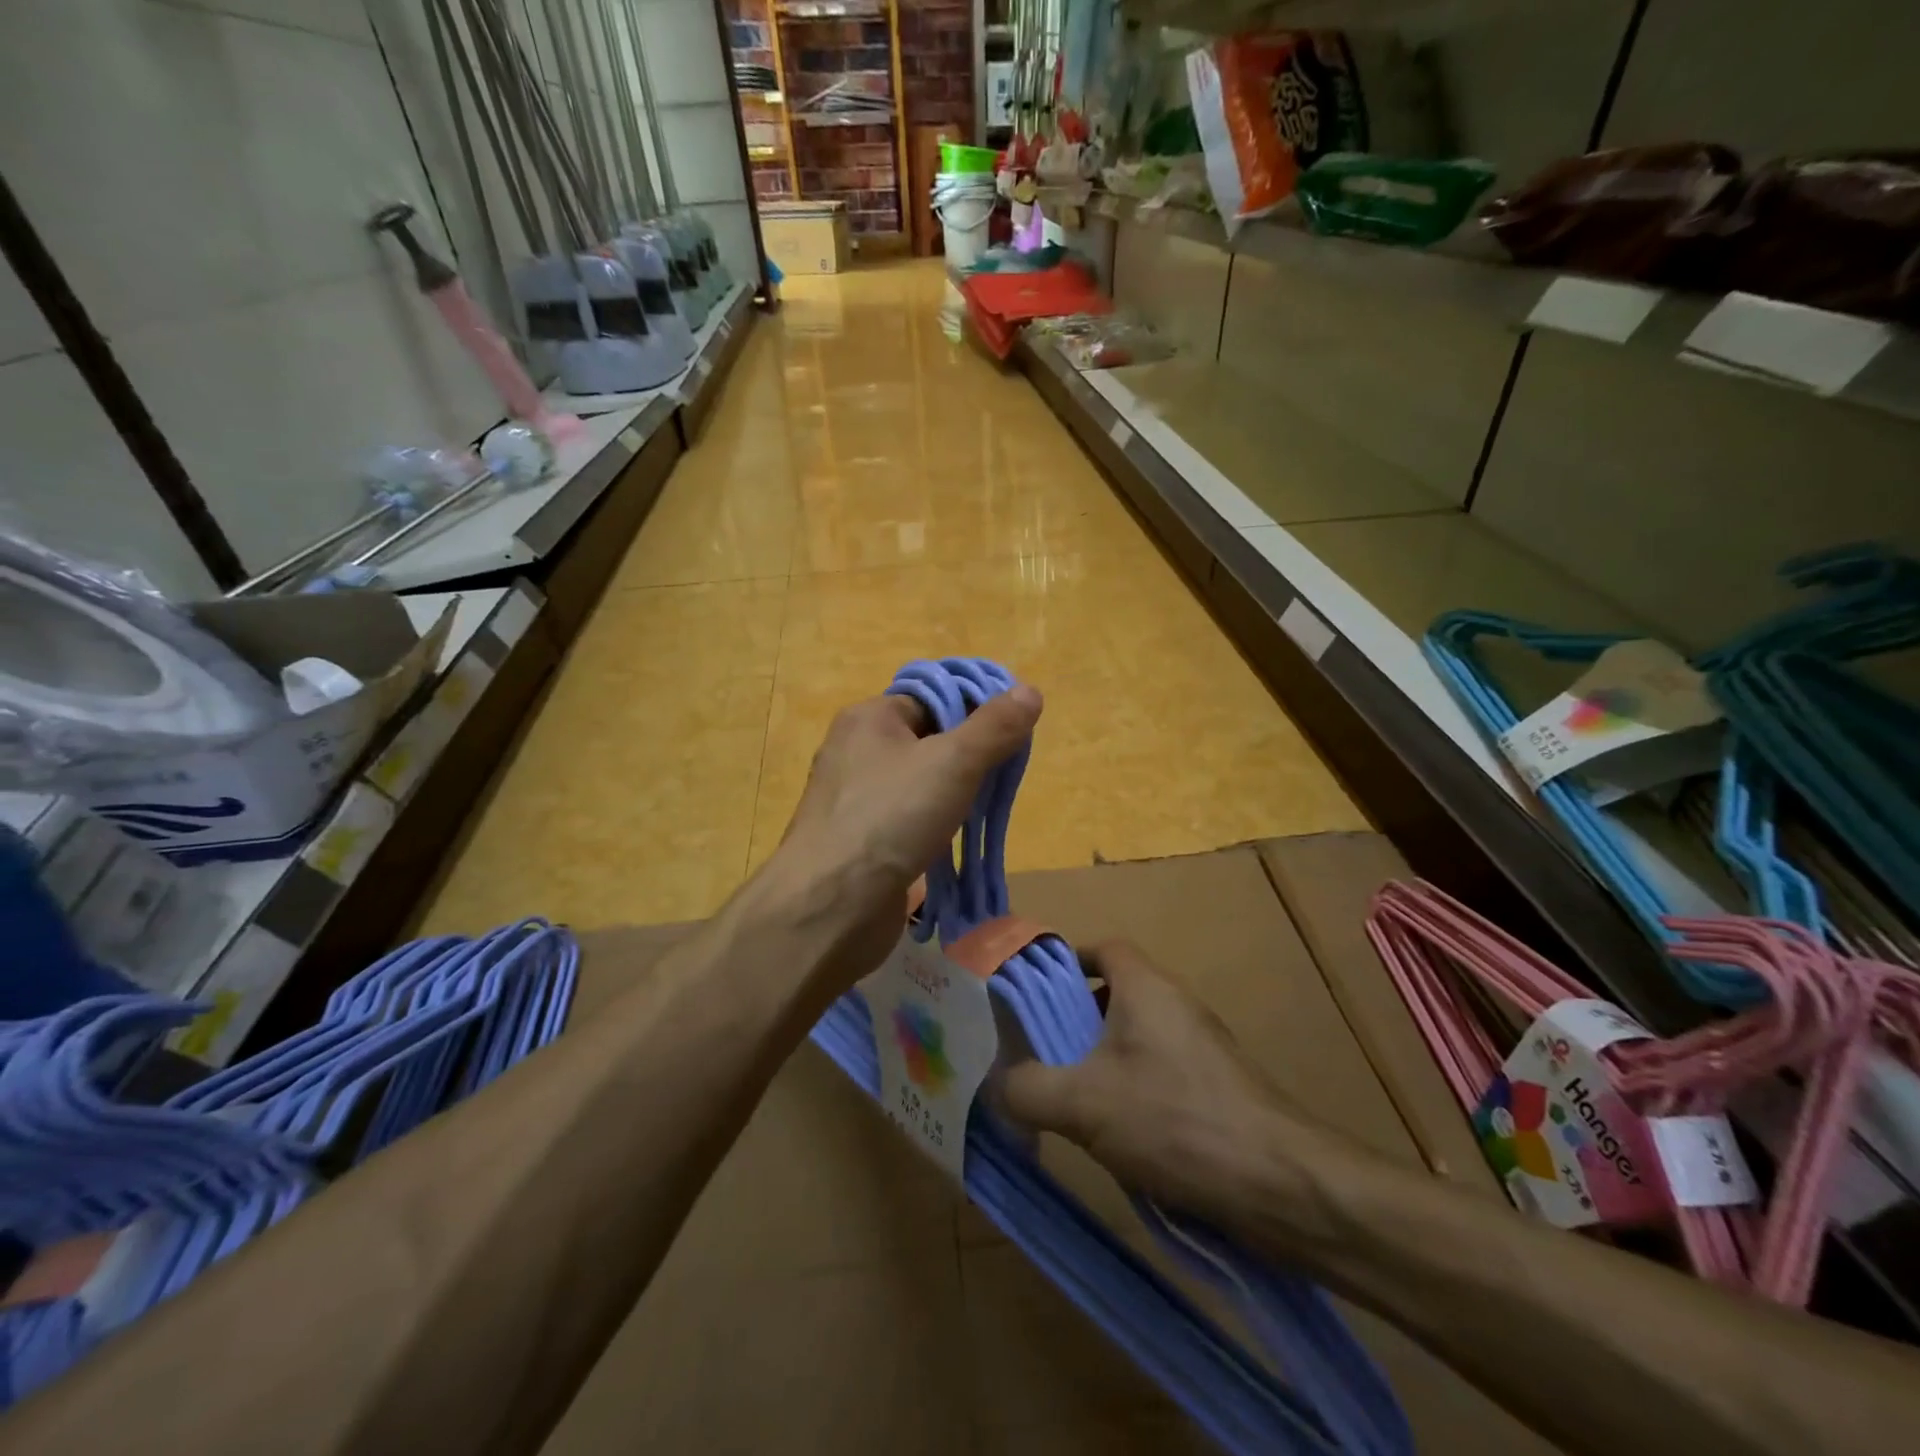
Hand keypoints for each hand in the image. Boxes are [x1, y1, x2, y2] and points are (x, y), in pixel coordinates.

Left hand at [766, 685, 1042, 983]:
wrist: (831, 905)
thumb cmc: (891, 817)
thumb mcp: (954, 762)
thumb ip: (994, 727)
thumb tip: (1029, 690)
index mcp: (869, 718)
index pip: (930, 698)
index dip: (972, 710)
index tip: (1010, 734)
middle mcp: (855, 752)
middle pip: (925, 740)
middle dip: (967, 756)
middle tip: (1003, 774)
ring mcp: (853, 799)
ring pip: (917, 784)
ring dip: (952, 795)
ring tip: (985, 808)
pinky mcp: (859, 841)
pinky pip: (905, 820)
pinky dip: (933, 826)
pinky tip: (955, 841)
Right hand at [1000, 942, 1322, 1220]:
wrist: (1281, 1184)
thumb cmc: (1174, 1119)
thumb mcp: (1083, 1104)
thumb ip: (1026, 1088)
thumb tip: (993, 1083)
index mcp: (1146, 987)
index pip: (1103, 947)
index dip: (1067, 962)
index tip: (1034, 993)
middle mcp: (1177, 1004)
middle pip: (1117, 992)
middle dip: (1076, 1018)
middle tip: (1041, 1051)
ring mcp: (1204, 1046)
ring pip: (1139, 1035)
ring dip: (1103, 1058)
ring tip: (1071, 1097)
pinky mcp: (1220, 1087)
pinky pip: (1162, 1070)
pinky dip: (1134, 1088)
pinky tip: (1119, 1135)